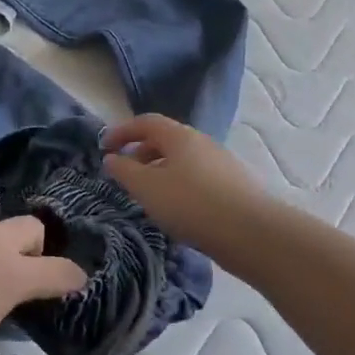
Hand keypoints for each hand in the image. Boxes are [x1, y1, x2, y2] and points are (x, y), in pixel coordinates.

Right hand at [101, 113, 273, 256]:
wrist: (251, 233)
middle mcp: (202, 142)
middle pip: (165, 140)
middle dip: (140, 152)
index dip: (122, 131)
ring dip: (159, 171)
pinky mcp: (232, 186)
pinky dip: (178, 186)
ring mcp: (220, 164)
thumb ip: (124, 170)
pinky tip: (176, 210)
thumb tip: (112, 158)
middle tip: (124, 173)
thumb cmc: (191, 204)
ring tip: (148, 196)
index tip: (103, 147)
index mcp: (180, 136)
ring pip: (182, 161)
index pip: (146, 122)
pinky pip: (196, 178)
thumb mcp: (147, 187)